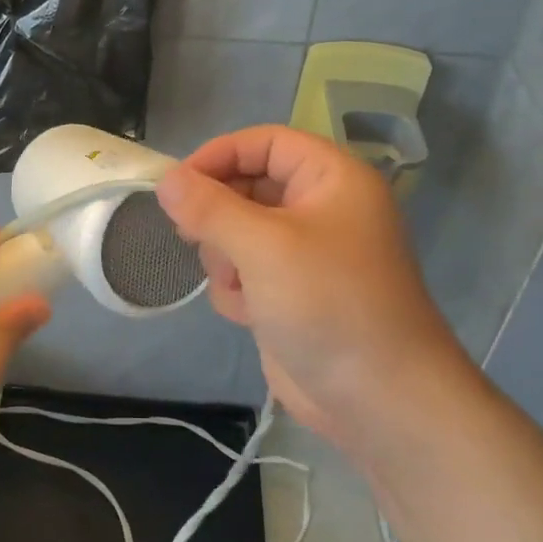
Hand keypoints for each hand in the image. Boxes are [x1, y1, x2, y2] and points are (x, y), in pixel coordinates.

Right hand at [155, 125, 468, 449]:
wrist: (376, 398)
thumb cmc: (328, 304)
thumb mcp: (263, 246)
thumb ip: (209, 207)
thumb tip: (166, 178)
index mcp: (331, 179)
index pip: (266, 142)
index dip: (220, 155)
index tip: (177, 183)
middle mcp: (320, 209)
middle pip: (247, 187)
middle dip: (219, 216)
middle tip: (193, 236)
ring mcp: (304, 254)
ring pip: (237, 232)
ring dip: (225, 257)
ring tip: (239, 284)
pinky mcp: (290, 293)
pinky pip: (244, 271)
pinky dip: (237, 289)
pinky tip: (249, 314)